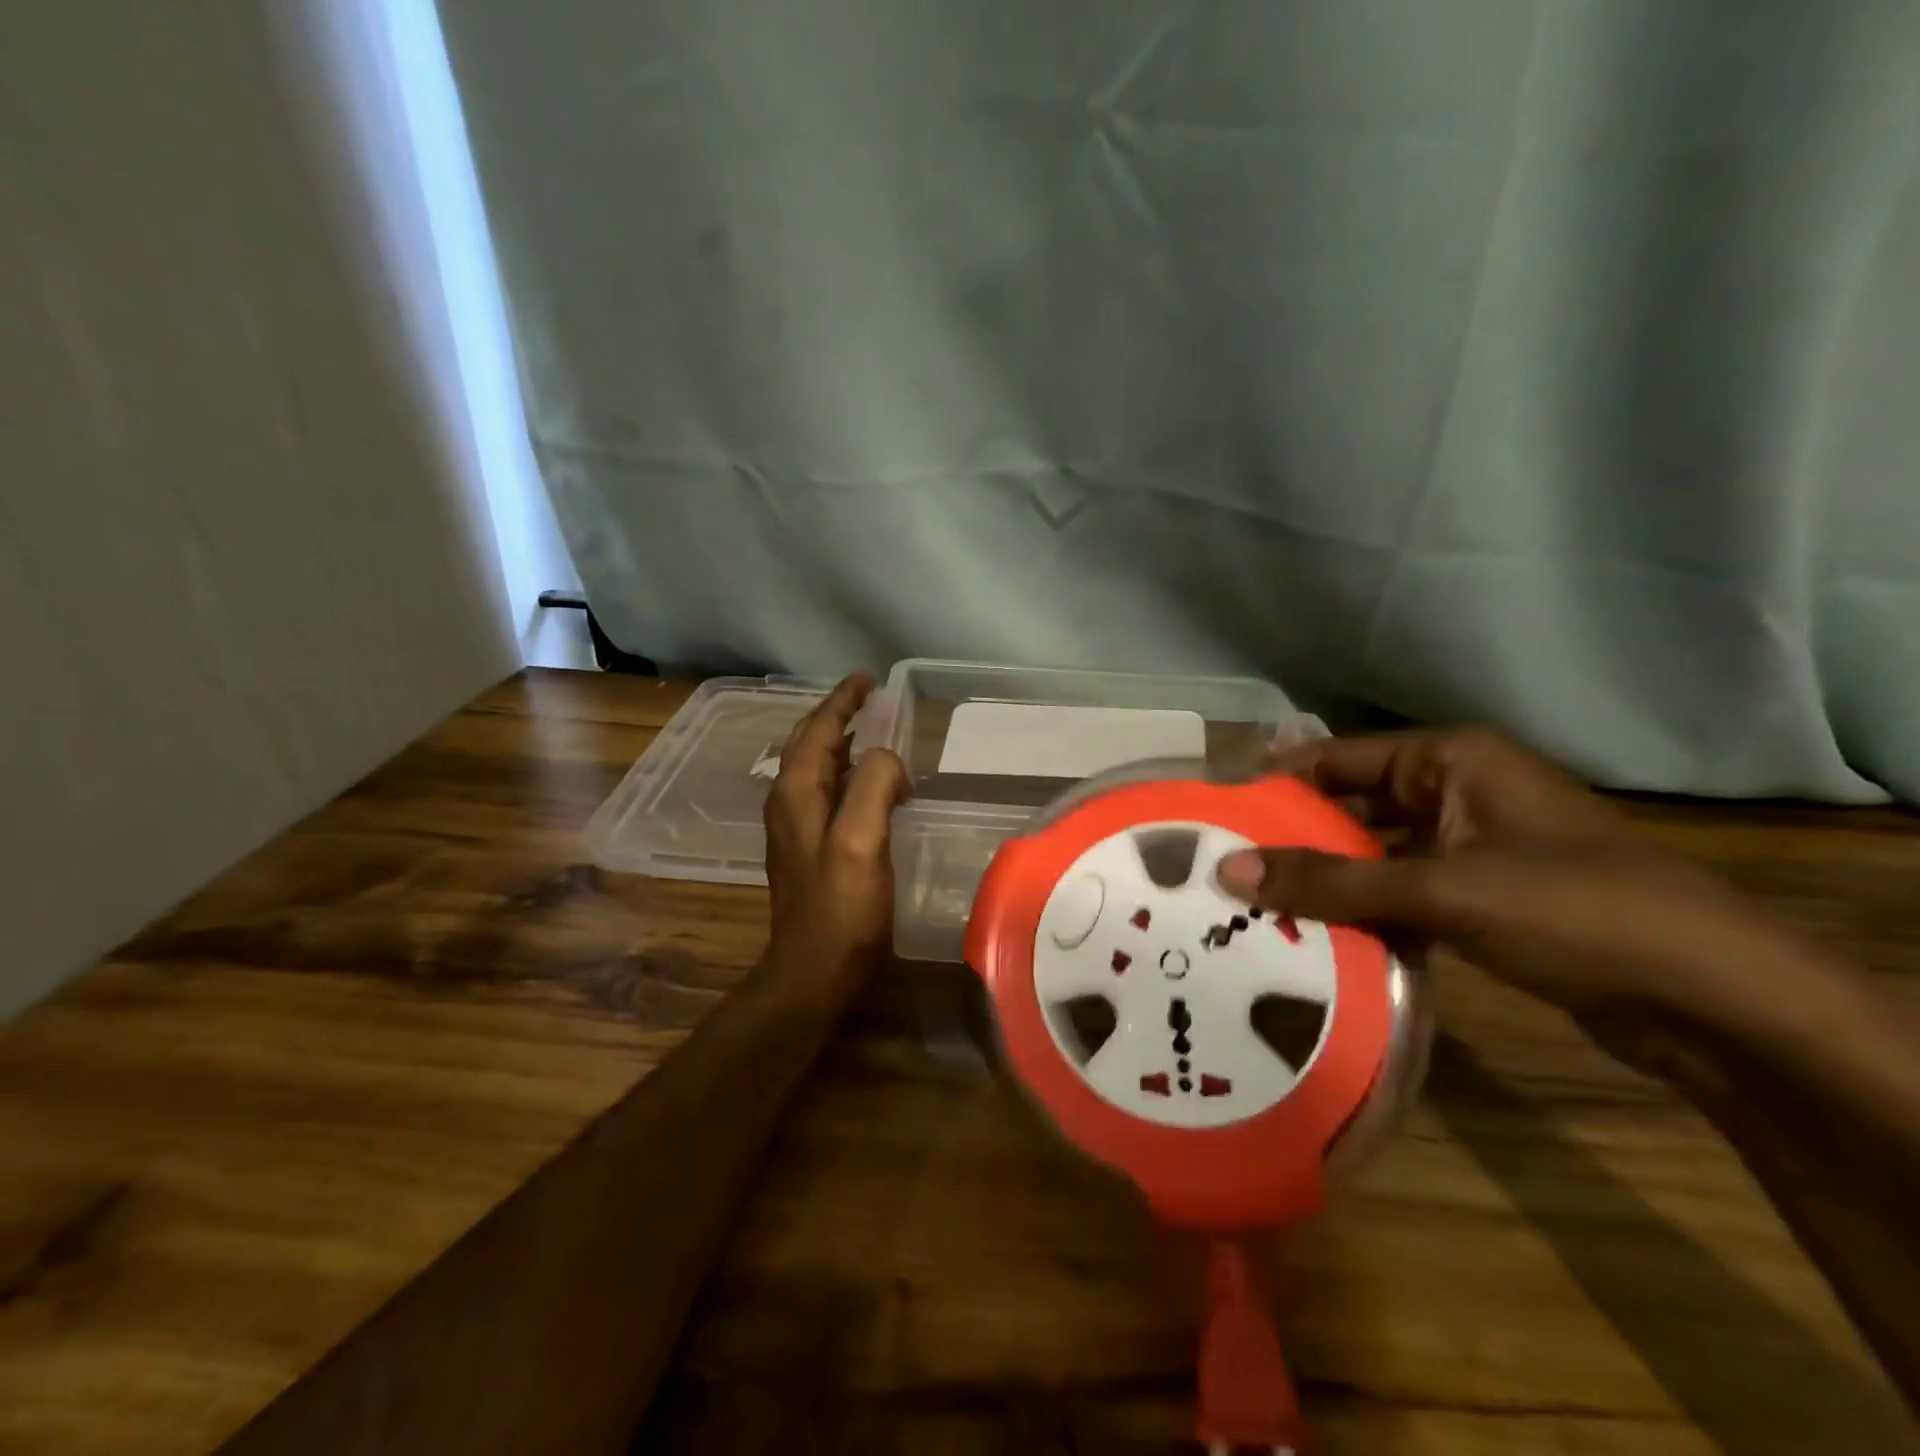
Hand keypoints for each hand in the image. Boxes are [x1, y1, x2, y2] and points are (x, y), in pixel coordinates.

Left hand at [763, 673, 909, 989]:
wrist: (814, 970)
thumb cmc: (842, 908)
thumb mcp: (863, 840)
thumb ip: (875, 786)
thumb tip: (887, 758)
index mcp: (797, 791)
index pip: (819, 729)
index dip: (843, 700)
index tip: (868, 678)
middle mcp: (789, 801)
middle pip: (812, 743)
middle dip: (839, 715)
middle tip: (871, 698)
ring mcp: (796, 826)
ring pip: (819, 767)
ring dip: (844, 743)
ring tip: (874, 730)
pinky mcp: (809, 848)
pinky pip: (829, 792)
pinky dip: (849, 774)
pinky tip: (873, 785)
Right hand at [1215, 729, 1811, 1033]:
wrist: (1714, 1001)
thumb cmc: (1572, 910)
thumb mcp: (1440, 890)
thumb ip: (1330, 881)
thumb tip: (1228, 871)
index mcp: (1450, 760)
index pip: (1336, 758)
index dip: (1275, 783)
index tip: (1214, 813)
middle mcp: (1455, 791)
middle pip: (1350, 806)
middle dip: (1292, 838)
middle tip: (1223, 866)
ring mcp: (1470, 846)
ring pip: (1373, 854)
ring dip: (1324, 881)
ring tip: (1251, 906)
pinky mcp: (1481, 898)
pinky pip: (1401, 893)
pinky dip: (1362, 912)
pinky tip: (1313, 938)